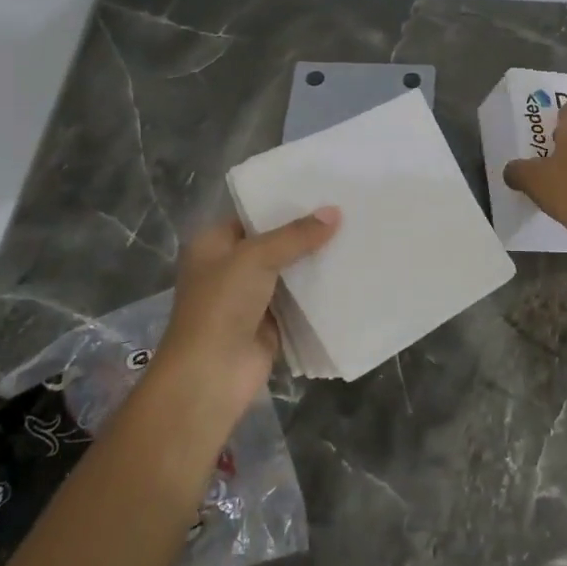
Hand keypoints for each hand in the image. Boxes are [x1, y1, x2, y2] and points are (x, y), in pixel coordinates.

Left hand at [148, 208, 340, 429]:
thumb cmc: (221, 305)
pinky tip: (348, 273)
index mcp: (213, 245)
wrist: (211, 375)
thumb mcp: (256, 258)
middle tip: (346, 210)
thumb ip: (295, 235)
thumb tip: (334, 212)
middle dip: (305, 232)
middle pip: (274, 243)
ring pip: (288, 271)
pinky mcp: (271, 323)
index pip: (251, 215)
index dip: (283, 204)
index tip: (321, 191)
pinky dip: (318, 291)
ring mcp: (250, 297)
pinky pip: (299, 300)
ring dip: (315, 261)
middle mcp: (229, 268)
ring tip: (355, 235)